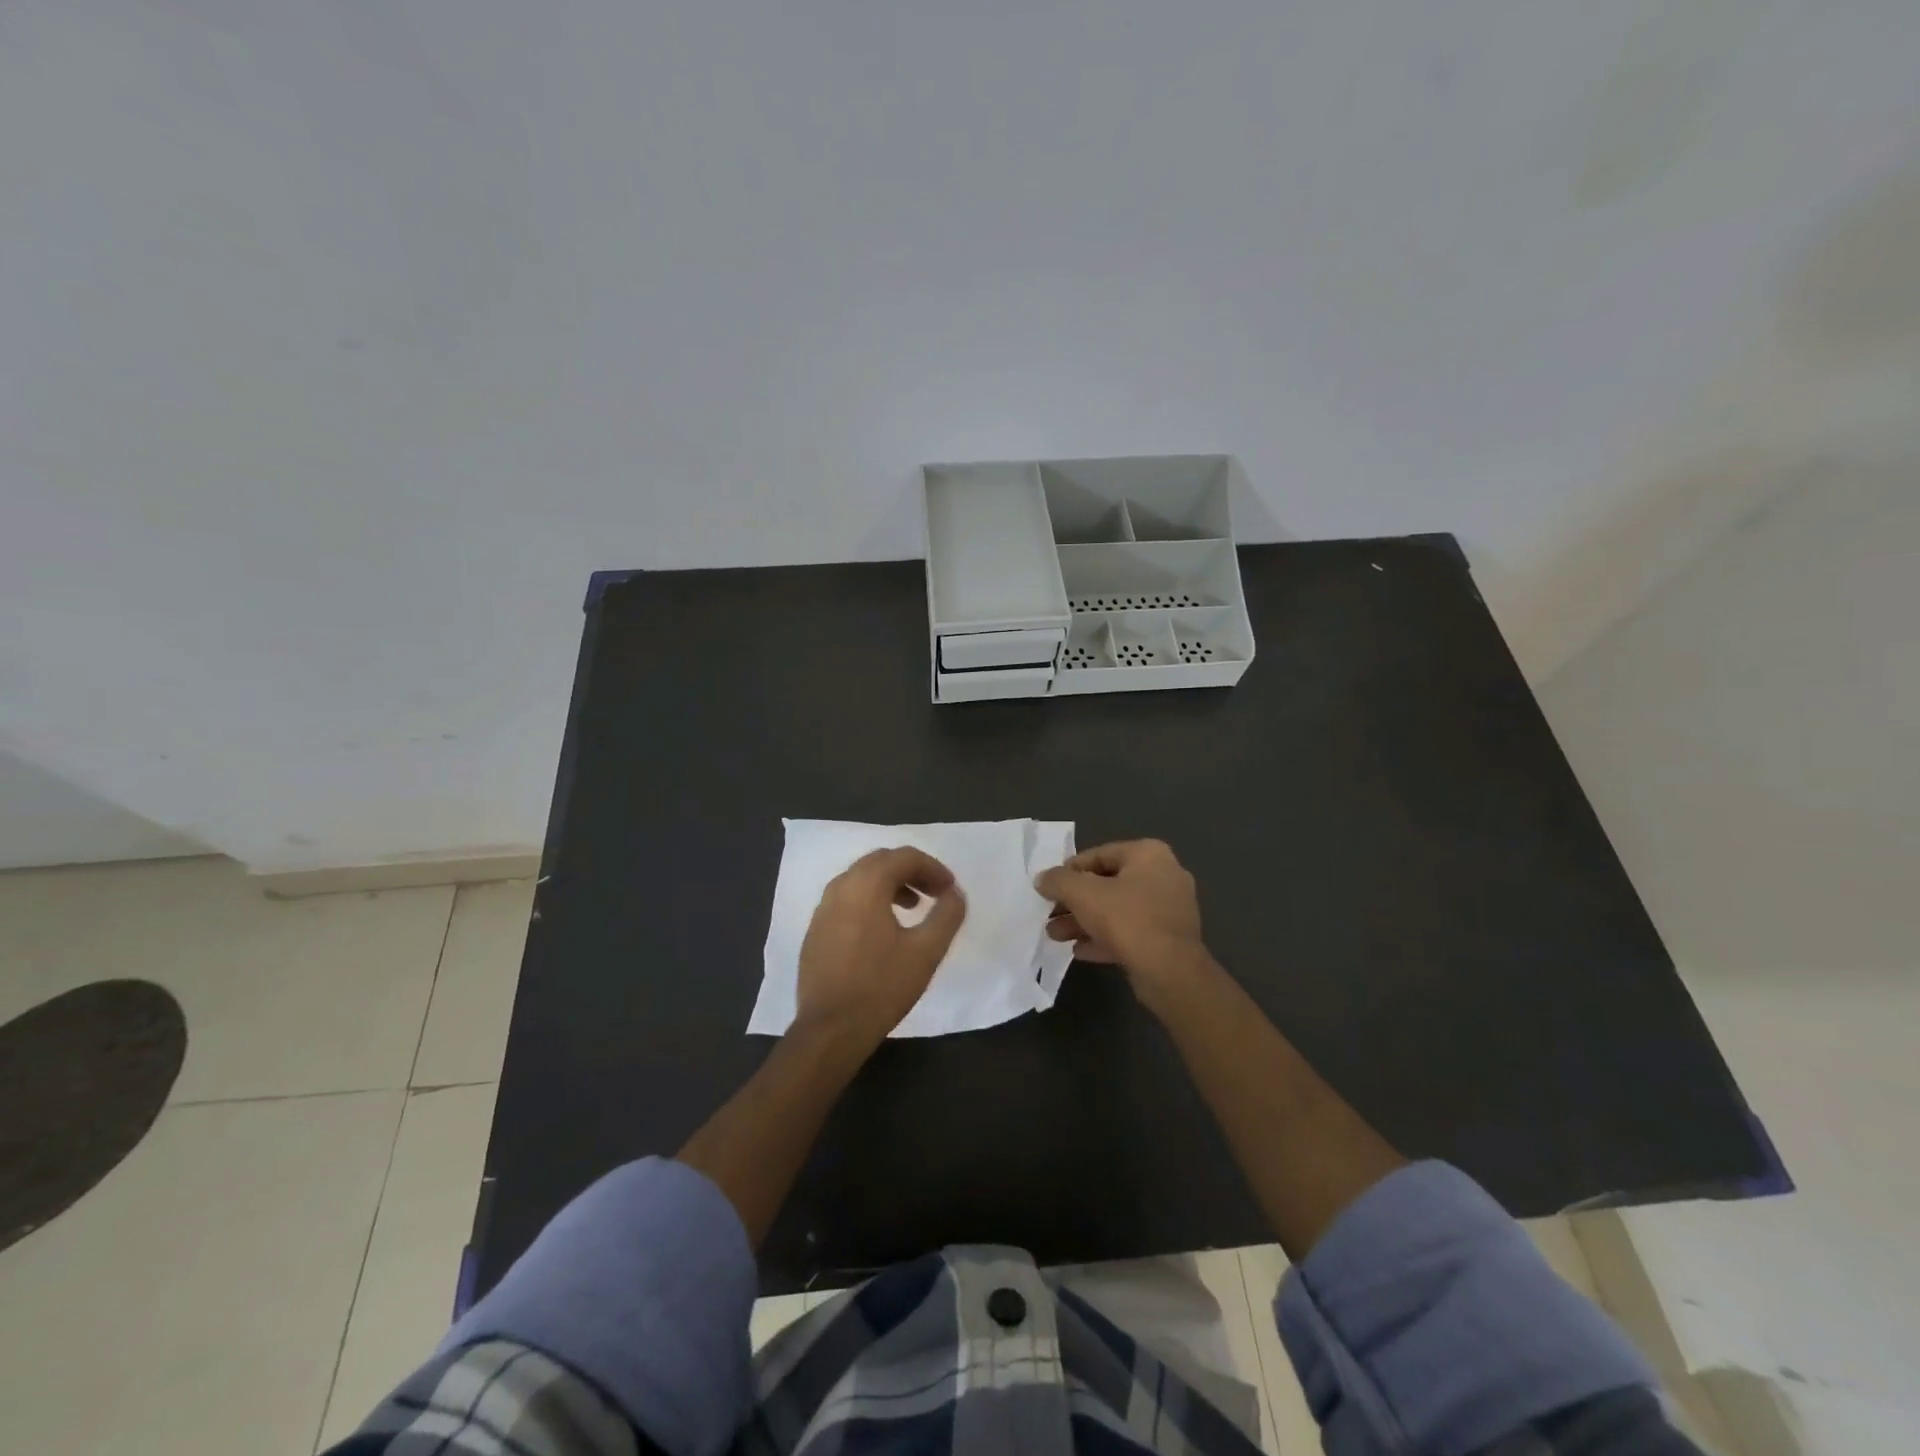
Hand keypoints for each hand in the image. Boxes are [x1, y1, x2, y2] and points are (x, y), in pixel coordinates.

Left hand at [794, 846, 965, 1053]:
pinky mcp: (815, 930)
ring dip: (890, 885)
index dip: (933, 868)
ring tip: (913, 909)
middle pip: (881, 861)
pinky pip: (847, 899)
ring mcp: (823, 908)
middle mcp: (840, 887)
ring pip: (861, 879)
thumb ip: (947, 915)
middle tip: (935, 893)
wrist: (830, 1030)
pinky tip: (883, 930)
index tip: (950, 889)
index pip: (904, 857)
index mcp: (866, 884)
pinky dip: (870, 900)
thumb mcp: (926, 951)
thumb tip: (955, 894)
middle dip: (912, 872)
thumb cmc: (882, 986)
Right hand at [1035, 839, 1207, 1004]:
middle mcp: (1164, 876)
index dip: (1069, 870)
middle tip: (1050, 914)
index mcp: (1148, 854)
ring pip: (1117, 911)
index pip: (1099, 854)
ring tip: (1055, 935)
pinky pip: (1130, 932)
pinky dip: (1104, 938)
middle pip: (1107, 884)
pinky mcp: (1169, 939)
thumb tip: (1042, 878)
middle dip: (1074, 901)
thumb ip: (1058, 881)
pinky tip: (1079, 951)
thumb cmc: (1126, 919)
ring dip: (1084, 922)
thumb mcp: (1082, 894)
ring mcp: (1170, 909)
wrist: (1170, 972)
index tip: (1049, 887)